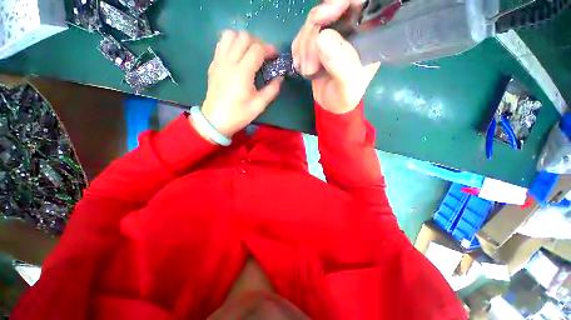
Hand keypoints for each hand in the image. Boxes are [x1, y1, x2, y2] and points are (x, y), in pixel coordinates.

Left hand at [200, 30, 282, 136]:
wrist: (215, 120)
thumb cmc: (239, 114)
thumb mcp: (259, 105)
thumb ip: (272, 90)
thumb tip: (280, 78)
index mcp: (242, 73)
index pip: (257, 49)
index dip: (269, 49)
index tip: (275, 56)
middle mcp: (229, 62)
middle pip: (244, 37)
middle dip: (258, 42)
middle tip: (264, 55)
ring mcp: (219, 61)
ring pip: (230, 35)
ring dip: (243, 39)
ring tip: (250, 52)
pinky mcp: (213, 64)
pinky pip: (222, 44)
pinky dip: (232, 43)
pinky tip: (237, 55)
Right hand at [292, 0, 379, 113]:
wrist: (331, 105)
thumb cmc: (345, 96)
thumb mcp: (347, 85)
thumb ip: (340, 64)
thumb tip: (321, 38)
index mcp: (367, 33)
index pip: (358, 1)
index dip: (339, 2)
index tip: (323, 17)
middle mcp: (351, 27)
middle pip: (329, 8)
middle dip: (313, 34)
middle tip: (310, 63)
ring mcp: (332, 33)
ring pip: (312, 22)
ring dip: (304, 47)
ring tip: (308, 71)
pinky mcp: (317, 42)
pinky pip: (302, 34)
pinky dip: (298, 49)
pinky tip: (300, 65)